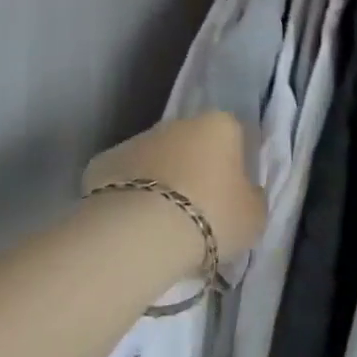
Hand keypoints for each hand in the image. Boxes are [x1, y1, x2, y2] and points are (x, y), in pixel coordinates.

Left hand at [83, 113, 266, 264]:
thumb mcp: (254, 216)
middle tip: (198, 213)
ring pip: (155, 160)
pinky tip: (131, 226)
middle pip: (192, 145)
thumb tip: (244, 193)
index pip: (234, 136)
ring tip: (162, 226)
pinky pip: (124, 180)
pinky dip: (128, 197)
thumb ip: (252, 197)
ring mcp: (136, 140)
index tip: (232, 197)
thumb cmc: (212, 217)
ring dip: (161, 183)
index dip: (235, 166)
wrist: (141, 233)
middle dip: (195, 171)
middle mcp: (178, 123)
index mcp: (220, 125)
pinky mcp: (102, 163)